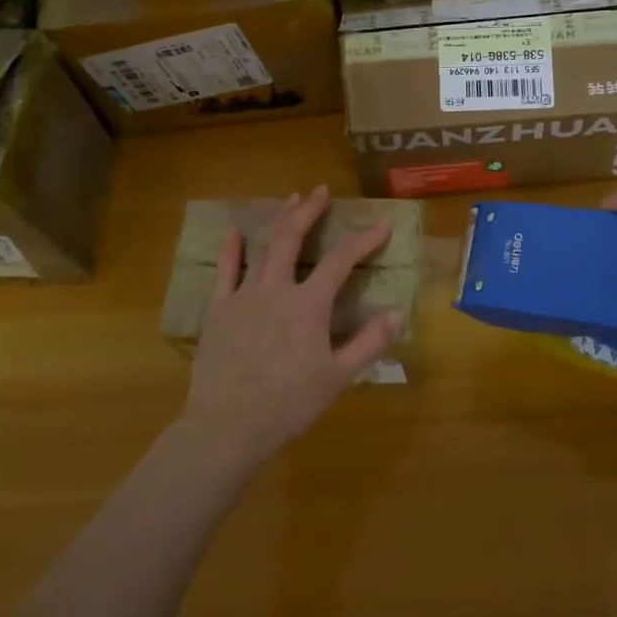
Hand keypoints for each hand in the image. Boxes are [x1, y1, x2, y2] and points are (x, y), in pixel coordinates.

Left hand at [178, 186, 402, 464]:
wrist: (227, 425)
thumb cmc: (288, 404)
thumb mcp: (337, 378)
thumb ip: (368, 343)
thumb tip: (397, 313)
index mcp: (308, 305)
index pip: (341, 261)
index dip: (364, 239)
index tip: (381, 223)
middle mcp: (276, 289)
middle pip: (292, 238)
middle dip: (309, 211)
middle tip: (321, 191)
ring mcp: (243, 296)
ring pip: (262, 248)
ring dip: (278, 221)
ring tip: (290, 199)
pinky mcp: (218, 310)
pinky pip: (224, 271)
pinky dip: (231, 249)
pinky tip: (234, 231)